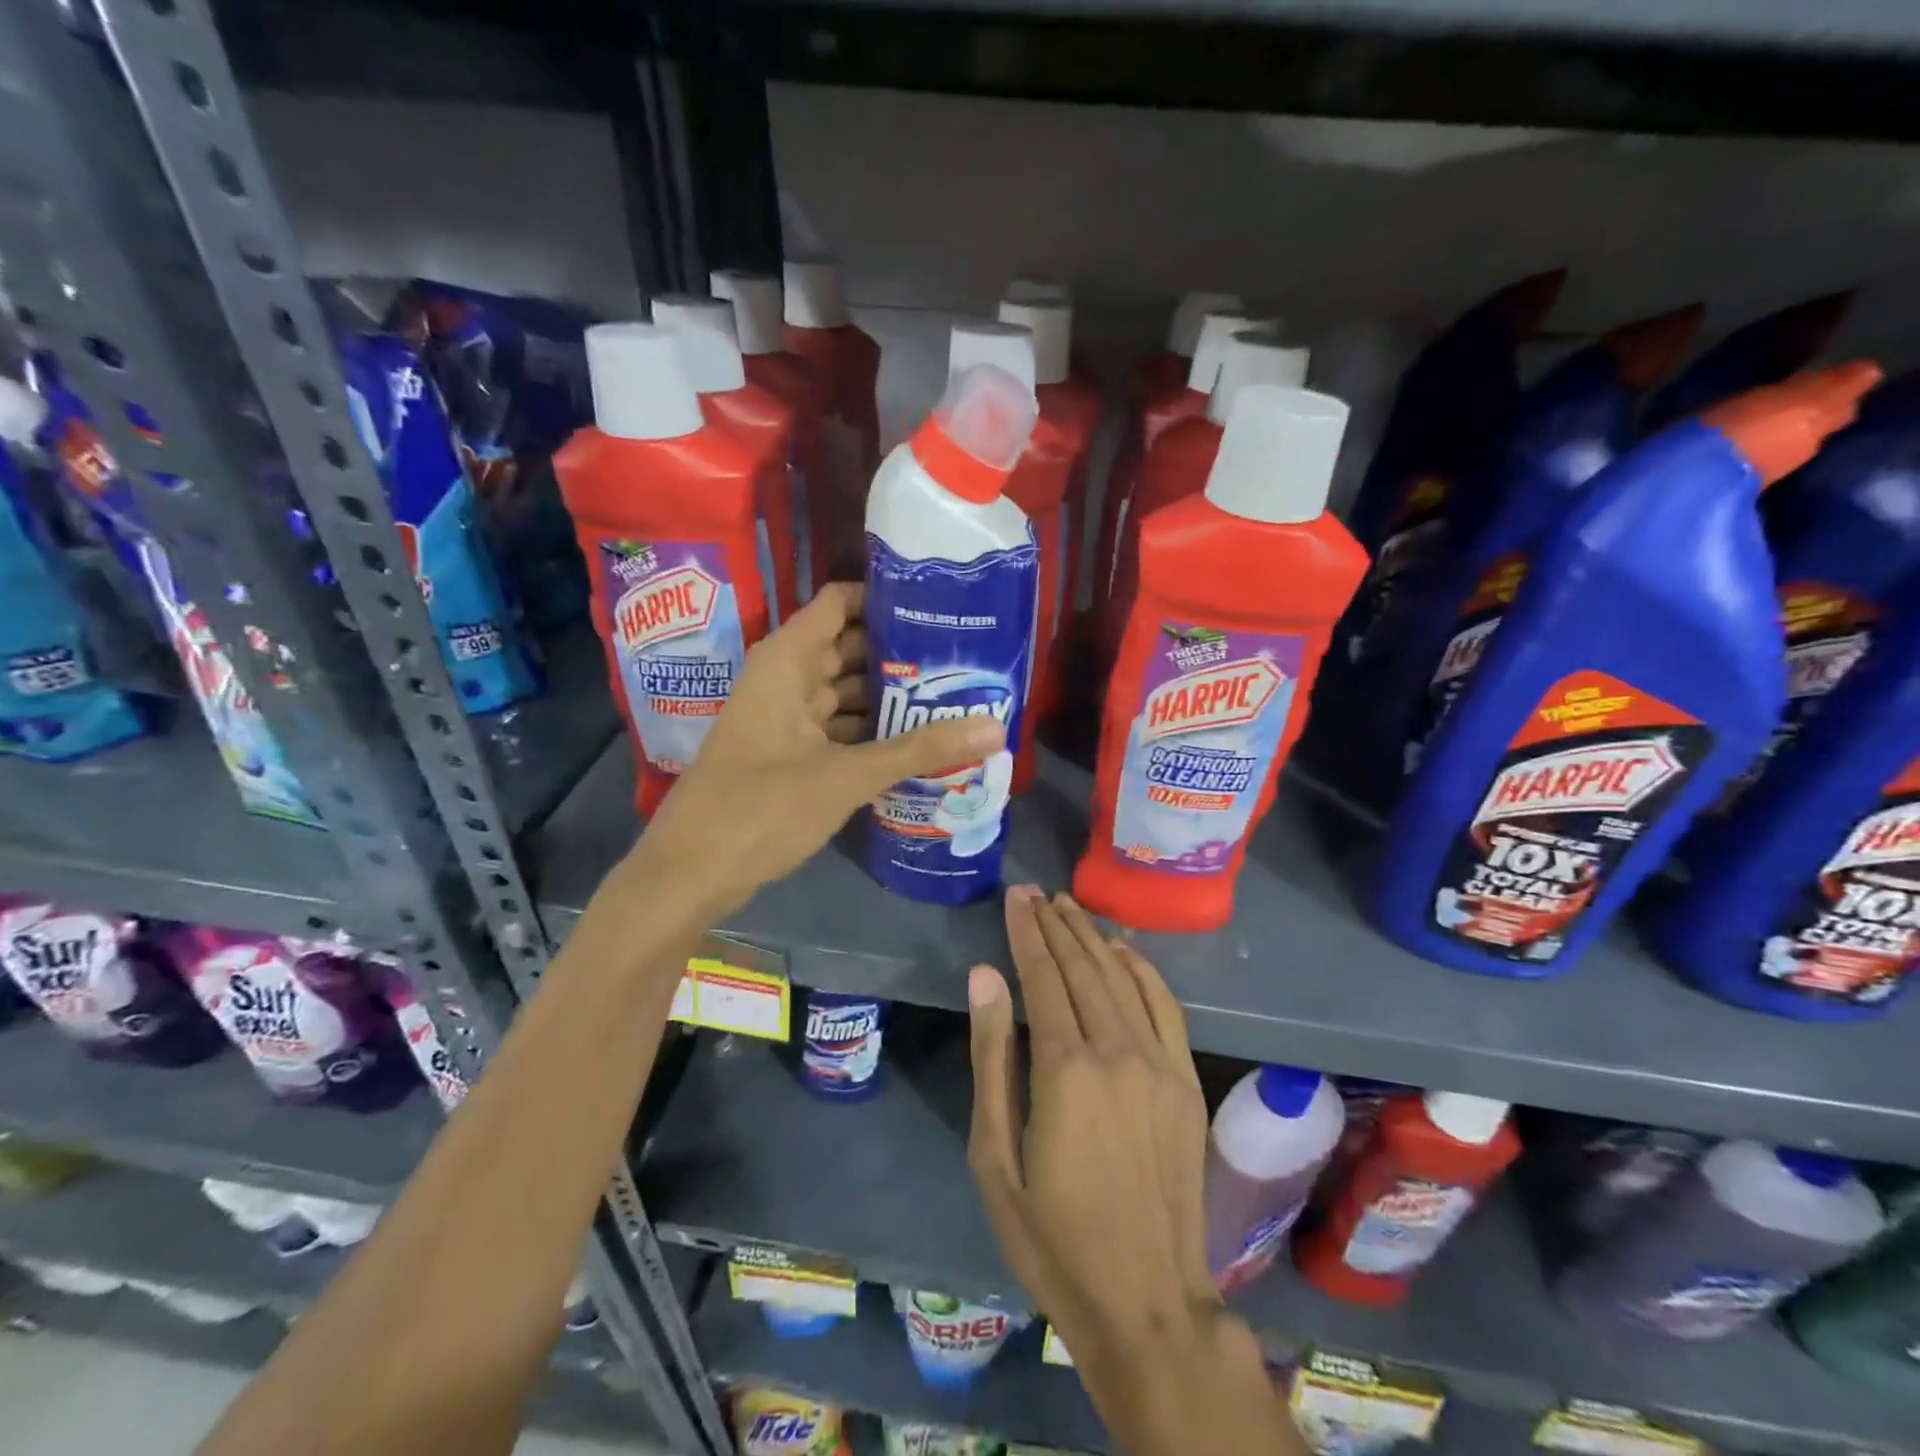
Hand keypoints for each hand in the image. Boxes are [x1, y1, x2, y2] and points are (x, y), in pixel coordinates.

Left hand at [637, 583, 1004, 916]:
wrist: (691, 874)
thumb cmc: (762, 808)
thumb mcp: (847, 775)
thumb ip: (920, 749)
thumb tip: (995, 727)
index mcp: (786, 662)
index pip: (839, 603)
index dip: (884, 598)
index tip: (939, 604)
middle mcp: (784, 680)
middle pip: (848, 648)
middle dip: (900, 652)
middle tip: (962, 656)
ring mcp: (784, 719)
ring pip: (844, 693)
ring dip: (889, 696)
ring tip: (952, 695)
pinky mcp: (787, 755)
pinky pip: (836, 729)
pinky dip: (870, 732)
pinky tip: (914, 742)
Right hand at [965, 888, 1217, 1366]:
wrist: (1147, 1303)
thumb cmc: (1052, 1237)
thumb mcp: (995, 1156)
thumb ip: (991, 1057)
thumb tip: (985, 976)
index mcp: (1066, 1069)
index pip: (1042, 977)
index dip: (1026, 933)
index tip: (1016, 898)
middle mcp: (1117, 1052)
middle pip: (1083, 968)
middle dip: (1056, 925)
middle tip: (1036, 893)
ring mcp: (1159, 1064)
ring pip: (1122, 978)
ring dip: (1093, 938)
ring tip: (1069, 908)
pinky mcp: (1185, 1082)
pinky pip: (1165, 1006)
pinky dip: (1142, 970)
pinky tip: (1122, 949)